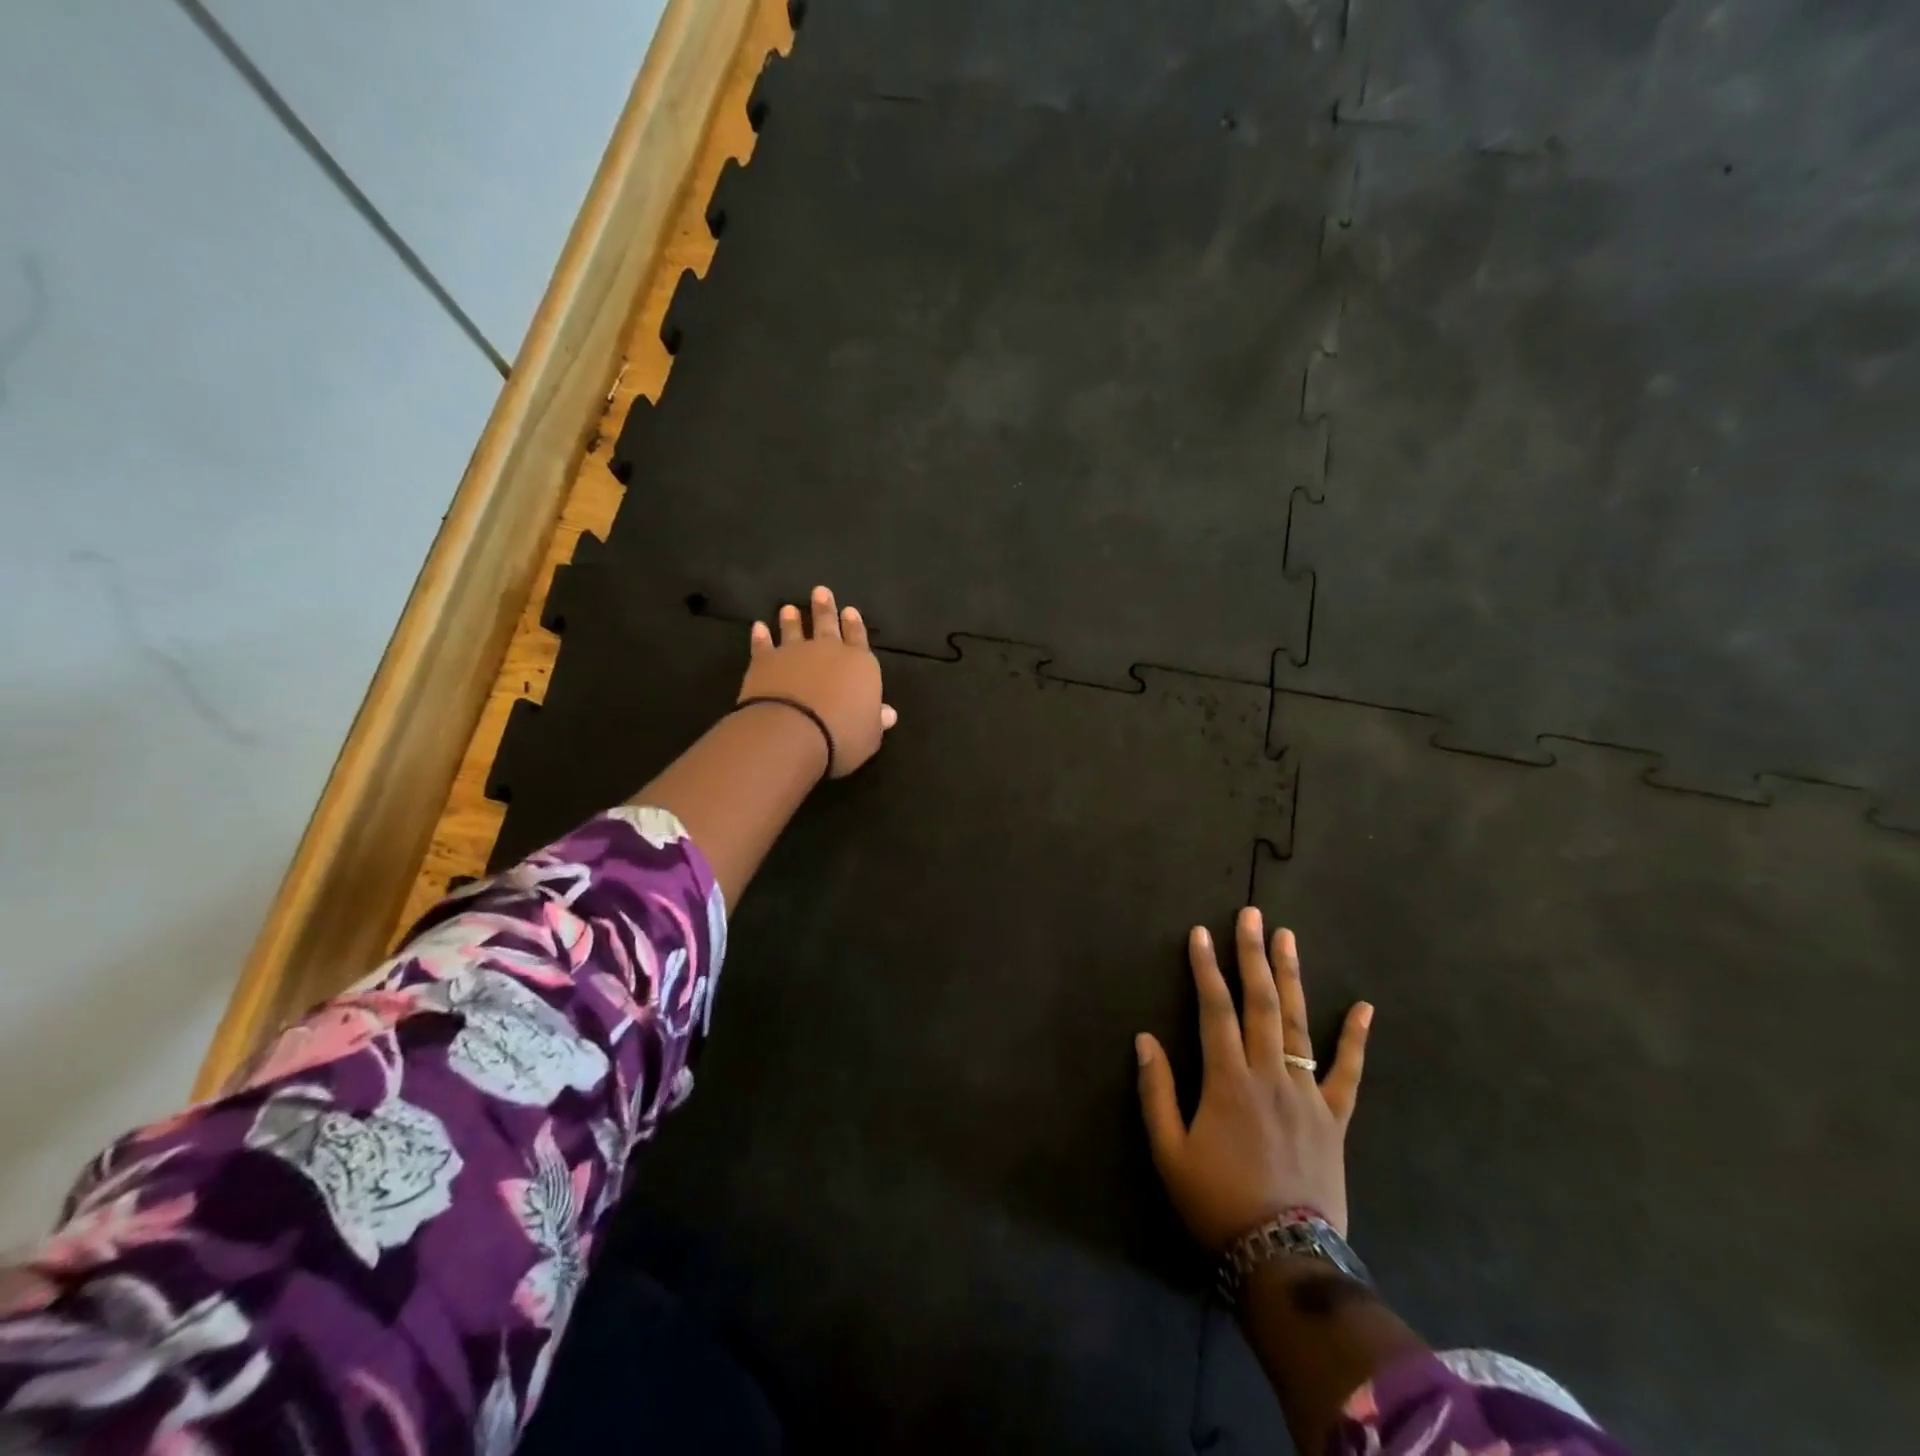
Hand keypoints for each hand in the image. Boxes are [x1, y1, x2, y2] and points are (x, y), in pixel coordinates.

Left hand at [739, 586, 897, 777]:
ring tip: (789, 607)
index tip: (850, 610)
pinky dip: (760, 636)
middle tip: (821, 591)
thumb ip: (876, 720)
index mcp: (860, 665)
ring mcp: (794, 653)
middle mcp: (828, 651)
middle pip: (827, 624)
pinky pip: (763, 645)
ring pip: (793, 629)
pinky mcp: (764, 662)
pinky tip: (758, 627)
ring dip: (791, 619)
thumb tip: (888, 713)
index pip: (859, 638)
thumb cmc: (841, 737)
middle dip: (825, 608)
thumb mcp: (869, 735)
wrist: (792, 733)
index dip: (855, 625)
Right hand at [1135, 908, 1371, 1250]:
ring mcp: (1307, 1094)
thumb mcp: (1169, 1151)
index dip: (1205, 969)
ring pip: (1299, 1024)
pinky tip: (1364, 1007)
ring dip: (1292, 977)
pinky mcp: (1335, 1118)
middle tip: (1252, 915)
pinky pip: (1348, 1073)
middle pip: (1261, 1003)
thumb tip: (1144, 1038)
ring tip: (1287, 937)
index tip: (1200, 933)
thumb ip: (1157, 1091)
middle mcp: (1269, 1075)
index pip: (1215, 1009)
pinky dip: (1356, 1039)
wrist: (1283, 1258)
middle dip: (1253, 955)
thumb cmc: (1216, 1202)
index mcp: (1227, 1080)